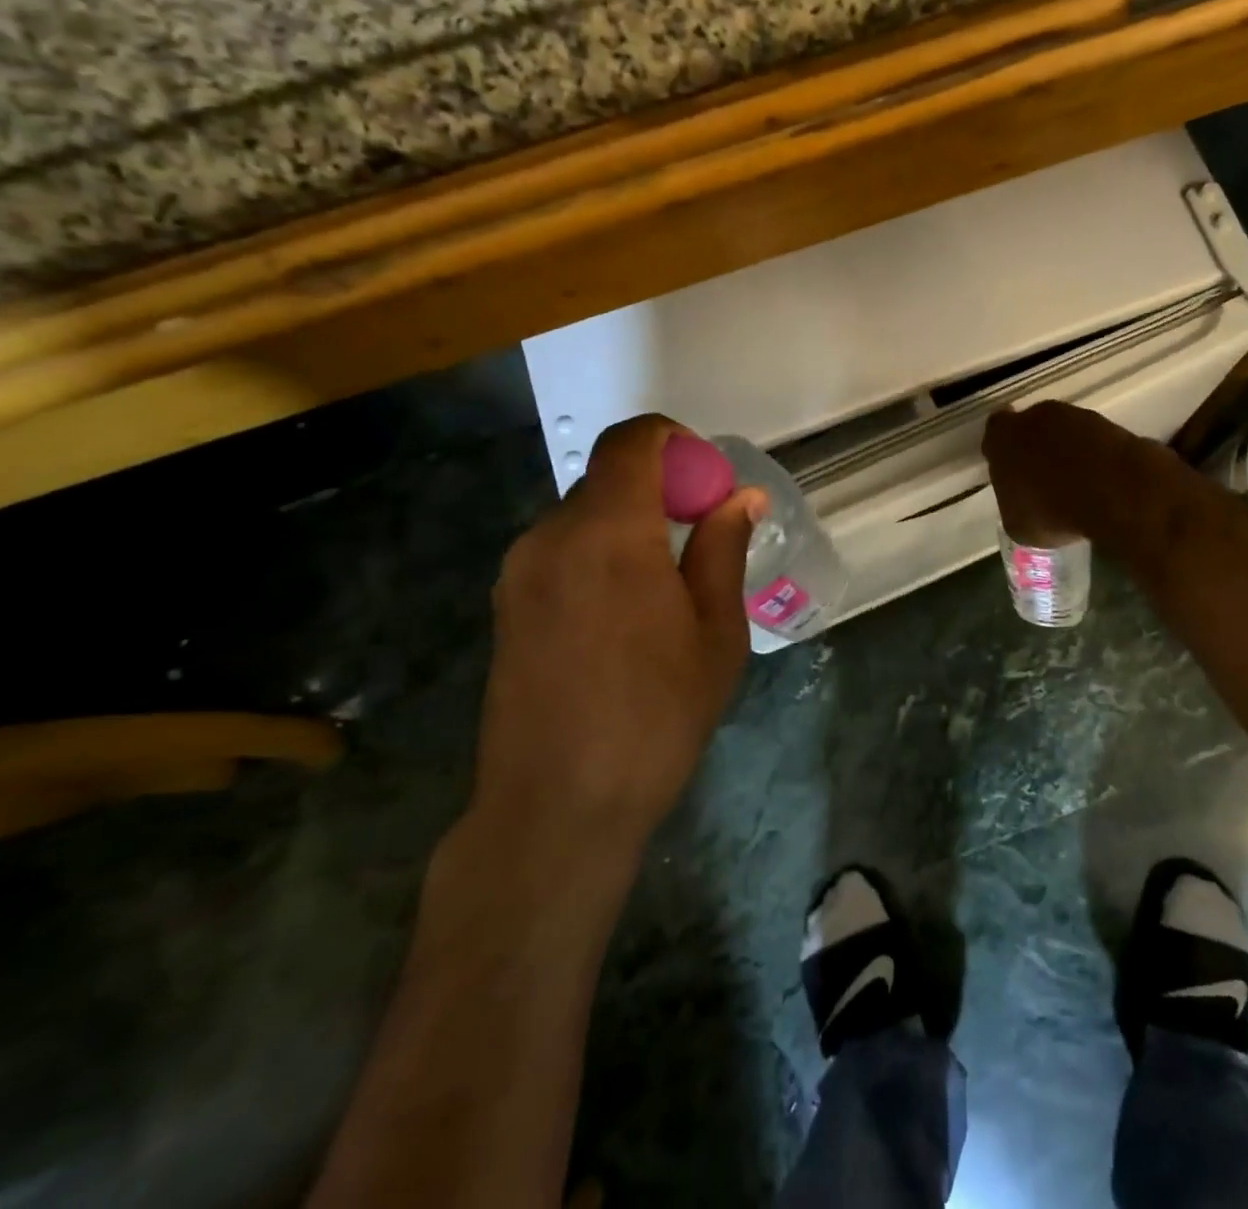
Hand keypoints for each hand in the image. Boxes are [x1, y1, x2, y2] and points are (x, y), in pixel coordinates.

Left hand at [473, 414, 762, 867]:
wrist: (557, 805)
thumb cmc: (656, 717)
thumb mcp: (716, 633)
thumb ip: (723, 551)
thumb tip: (740, 497)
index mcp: (610, 533)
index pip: (631, 441)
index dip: (674, 440)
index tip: (708, 480)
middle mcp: (552, 536)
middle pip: (609, 477)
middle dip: (662, 489)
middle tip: (703, 540)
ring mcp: (520, 571)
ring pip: (585, 515)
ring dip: (631, 524)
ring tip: (668, 587)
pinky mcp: (507, 604)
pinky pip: (562, 550)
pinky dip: (601, 552)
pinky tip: (625, 614)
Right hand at [982, 401, 1150, 545]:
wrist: (1114, 494)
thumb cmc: (1052, 511)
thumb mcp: (1018, 525)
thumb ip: (1014, 503)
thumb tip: (1024, 505)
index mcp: (1003, 438)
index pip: (994, 434)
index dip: (1003, 451)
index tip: (1011, 471)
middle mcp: (1036, 417)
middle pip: (1031, 429)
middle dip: (1036, 449)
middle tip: (1043, 481)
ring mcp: (1076, 416)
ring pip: (1064, 432)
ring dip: (1068, 452)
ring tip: (1078, 486)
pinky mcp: (1110, 424)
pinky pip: (1094, 441)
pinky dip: (1096, 458)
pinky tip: (1102, 484)